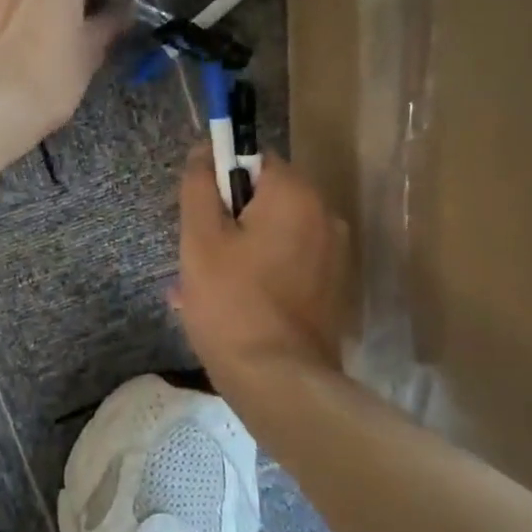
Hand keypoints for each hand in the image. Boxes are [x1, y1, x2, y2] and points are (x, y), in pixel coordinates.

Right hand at [175, 147, 348, 383]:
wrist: (278, 379)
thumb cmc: (232, 303)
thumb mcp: (200, 240)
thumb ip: (199, 187)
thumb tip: (203, 151)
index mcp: (296, 195)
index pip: (253, 160)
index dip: (219, 182)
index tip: (198, 216)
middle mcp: (325, 216)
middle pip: (264, 199)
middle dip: (227, 221)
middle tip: (197, 258)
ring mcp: (333, 255)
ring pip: (273, 235)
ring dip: (239, 250)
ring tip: (205, 289)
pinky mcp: (332, 288)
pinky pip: (287, 264)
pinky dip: (260, 273)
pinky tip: (232, 305)